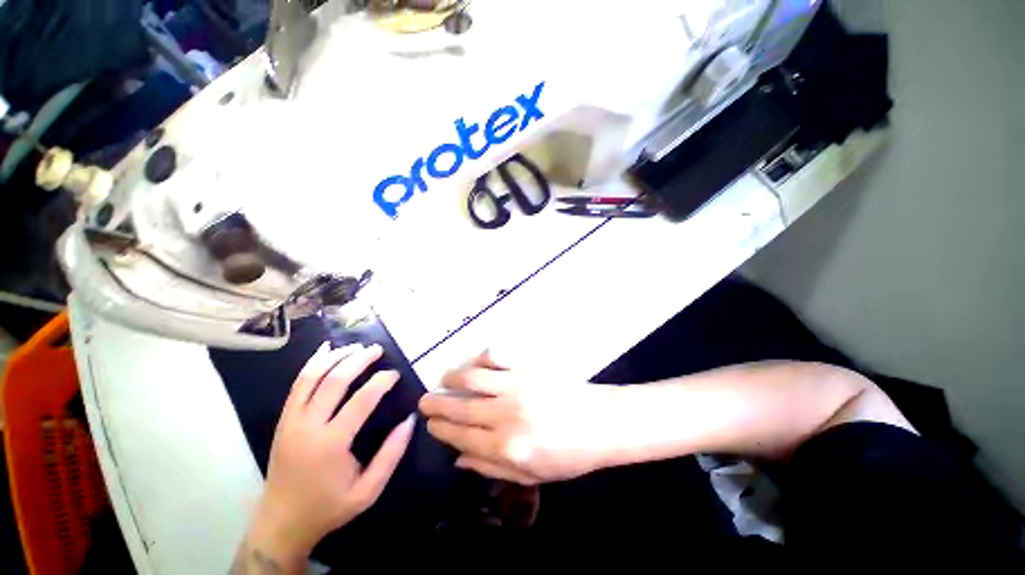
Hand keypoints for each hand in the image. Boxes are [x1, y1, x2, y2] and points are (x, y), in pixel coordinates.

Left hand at [245, 343, 414, 566]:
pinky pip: (297, 385)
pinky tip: (326, 350)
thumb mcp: (368, 491)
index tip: (395, 374)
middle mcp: (307, 426)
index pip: (361, 400)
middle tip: (378, 349)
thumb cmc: (329, 507)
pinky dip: (312, 364)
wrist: (281, 522)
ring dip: (335, 357)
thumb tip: (411, 419)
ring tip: (356, 346)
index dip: (381, 382)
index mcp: (331, 444)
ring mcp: (291, 421)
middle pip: (334, 381)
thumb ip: (392, 454)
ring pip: (311, 377)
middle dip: (359, 360)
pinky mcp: (282, 420)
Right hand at [419, 351, 616, 484]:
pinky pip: (497, 356)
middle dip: (437, 405)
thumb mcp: (532, 476)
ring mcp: (517, 386)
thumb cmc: (570, 455)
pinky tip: (474, 363)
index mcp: (507, 448)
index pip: (461, 437)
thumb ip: (491, 469)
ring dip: (452, 377)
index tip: (429, 424)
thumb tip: (458, 458)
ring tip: (443, 379)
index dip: (441, 430)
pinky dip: (480, 357)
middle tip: (424, 401)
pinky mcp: (528, 366)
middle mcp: (506, 415)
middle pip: (461, 408)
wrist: (602, 423)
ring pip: (472, 378)